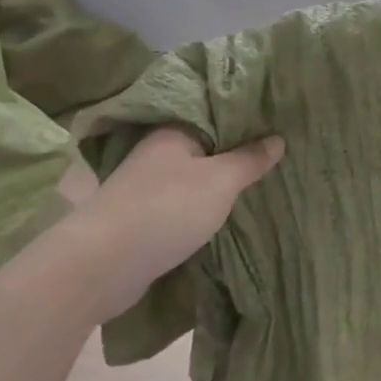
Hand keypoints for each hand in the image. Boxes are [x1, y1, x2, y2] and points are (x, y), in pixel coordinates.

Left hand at [54, 128, 284, 324]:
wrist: (100, 266)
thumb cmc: (166, 209)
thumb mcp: (220, 180)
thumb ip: (250, 159)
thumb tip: (278, 138)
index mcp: (173, 131)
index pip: (216, 113)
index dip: (247, 118)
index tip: (279, 123)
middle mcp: (157, 153)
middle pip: (206, 146)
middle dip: (237, 153)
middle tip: (278, 155)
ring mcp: (146, 187)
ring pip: (194, 177)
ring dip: (220, 183)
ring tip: (260, 183)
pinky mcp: (141, 219)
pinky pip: (183, 204)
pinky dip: (203, 207)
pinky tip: (226, 213)